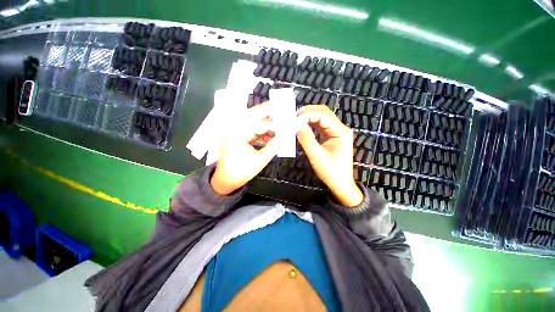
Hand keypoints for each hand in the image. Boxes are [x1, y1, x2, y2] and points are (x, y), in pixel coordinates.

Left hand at [210, 102, 278, 194]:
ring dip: (266, 127)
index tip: (282, 115)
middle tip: (282, 114)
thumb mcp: (259, 161)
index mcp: (237, 134)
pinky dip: (261, 134)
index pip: (257, 122)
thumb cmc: (240, 172)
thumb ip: (272, 148)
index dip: (271, 119)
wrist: (226, 181)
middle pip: (254, 118)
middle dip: (268, 117)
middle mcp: (235, 130)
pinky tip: (270, 137)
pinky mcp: (238, 138)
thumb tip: (283, 138)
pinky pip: (252, 132)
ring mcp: (236, 133)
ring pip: (253, 125)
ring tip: (279, 128)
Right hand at [296, 105, 362, 206]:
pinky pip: (321, 126)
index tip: (294, 119)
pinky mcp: (333, 136)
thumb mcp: (316, 156)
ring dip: (309, 117)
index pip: (323, 115)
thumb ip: (307, 139)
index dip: (308, 114)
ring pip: (322, 118)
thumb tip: (296, 125)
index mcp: (341, 131)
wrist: (341, 184)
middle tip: (293, 117)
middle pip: (324, 113)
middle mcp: (340, 128)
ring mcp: (337, 131)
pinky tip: (303, 126)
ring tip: (296, 120)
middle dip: (308, 112)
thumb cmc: (330, 172)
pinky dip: (311, 124)